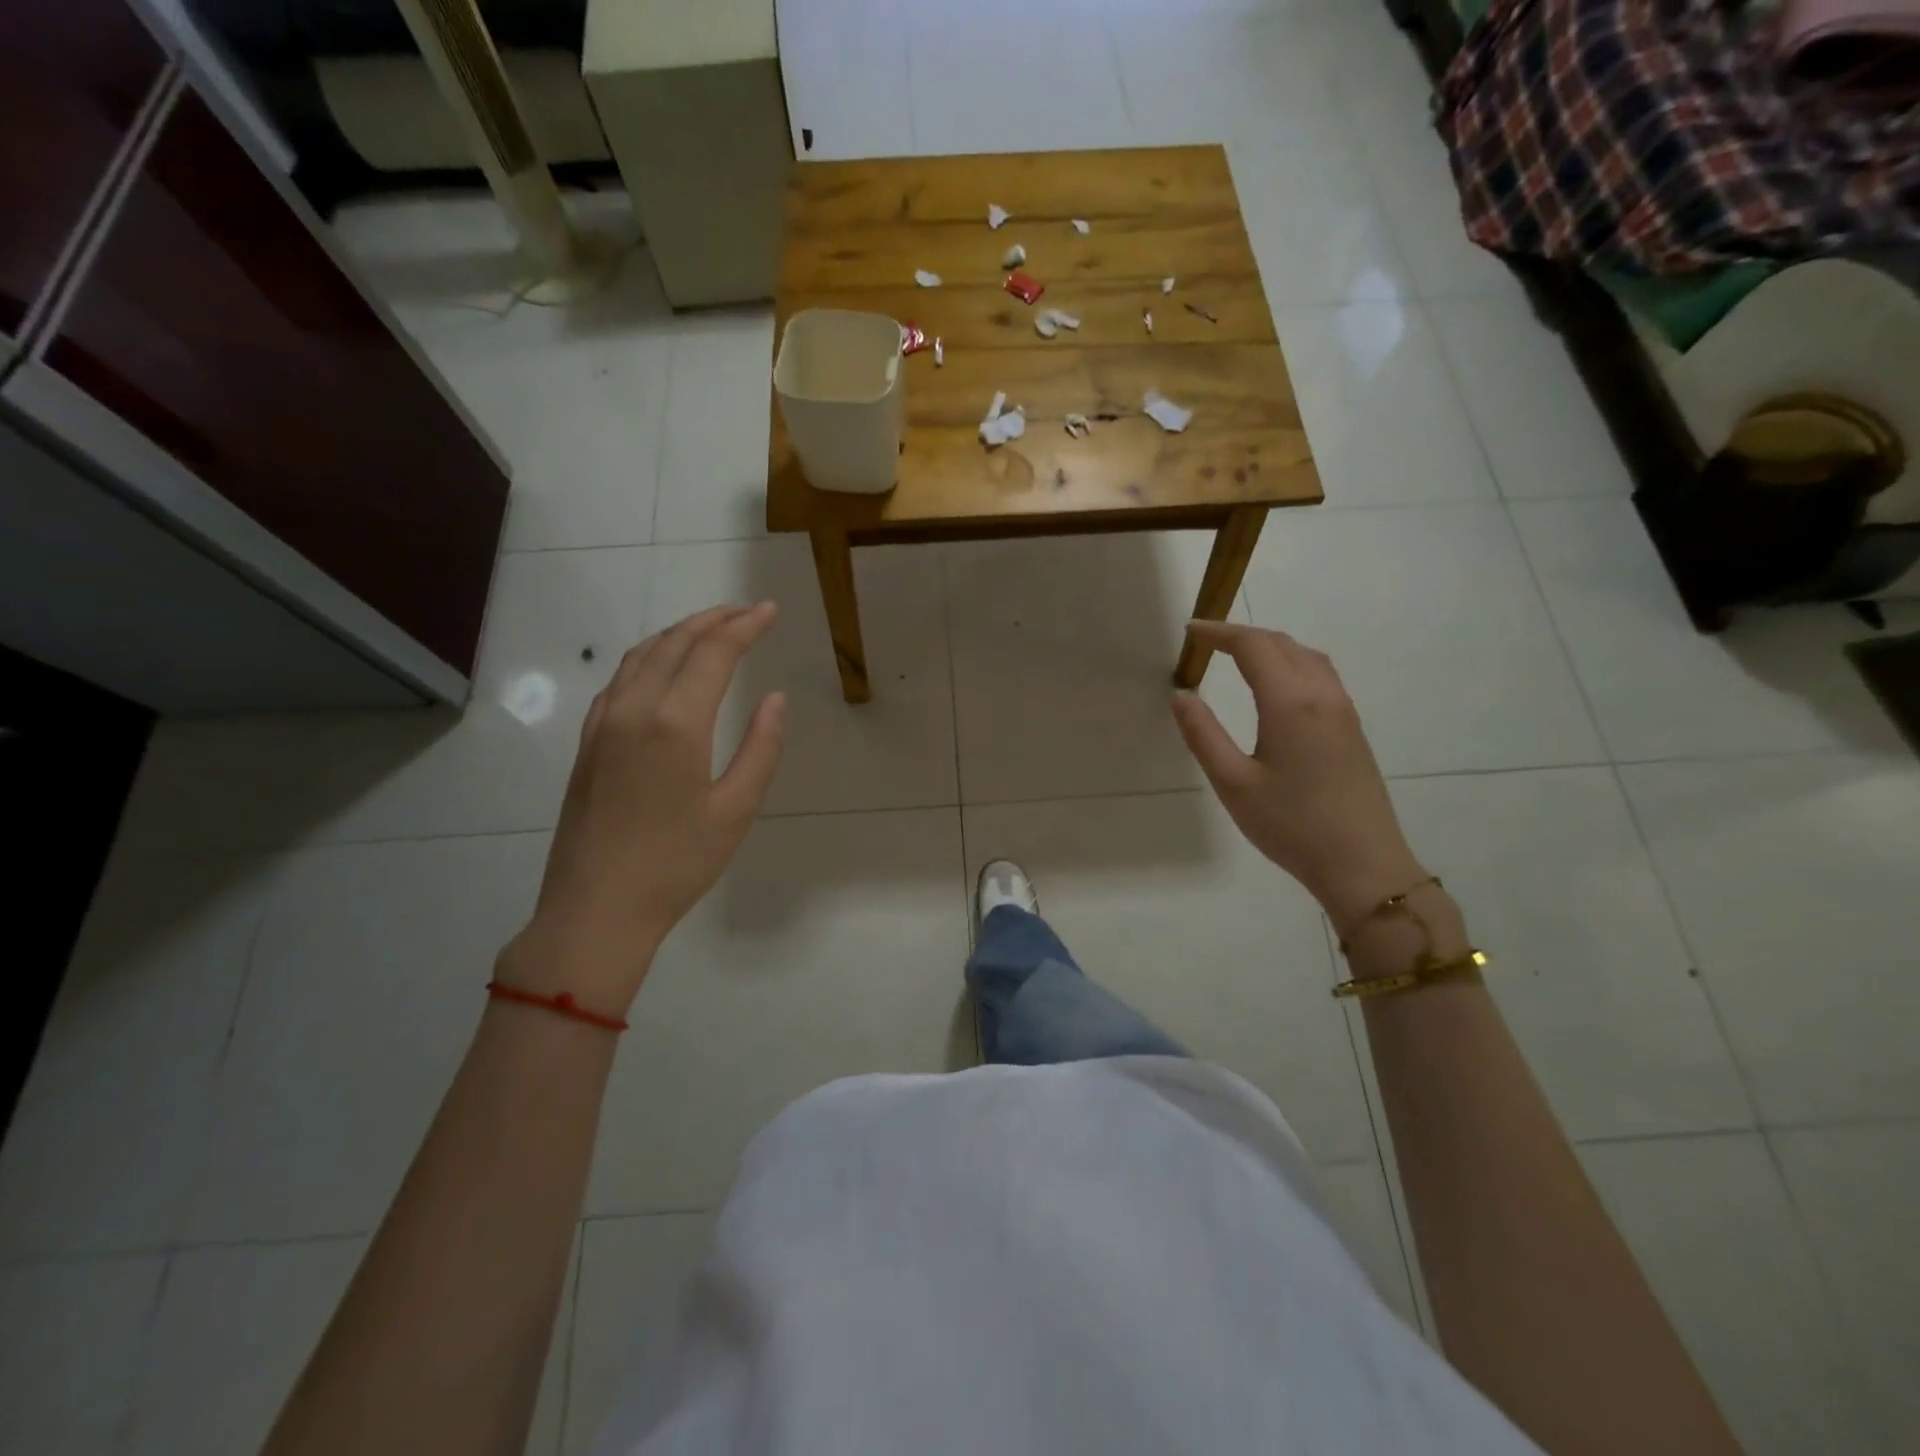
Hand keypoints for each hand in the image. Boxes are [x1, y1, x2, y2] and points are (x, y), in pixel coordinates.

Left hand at [503, 603, 785, 1009]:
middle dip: (713, 620)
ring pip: (641, 655)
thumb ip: (761, 748)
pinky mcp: (588, 742)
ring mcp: (603, 724)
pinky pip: (619, 679)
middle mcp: (634, 709)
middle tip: (745, 613)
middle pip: (675, 643)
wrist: (595, 909)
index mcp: (675, 723)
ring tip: (710, 629)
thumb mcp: (736, 810)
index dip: (744, 626)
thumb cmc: (677, 865)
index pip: (714, 653)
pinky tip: (662, 667)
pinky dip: (648, 657)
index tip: (769, 611)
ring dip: (678, 633)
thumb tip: (775, 699)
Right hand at [1171, 621, 1423, 935]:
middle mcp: (1322, 695)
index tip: (1190, 632)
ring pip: (1307, 656)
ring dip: (1271, 646)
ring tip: (1239, 657)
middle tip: (1207, 642)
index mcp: (1290, 703)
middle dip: (1243, 635)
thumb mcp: (1233, 783)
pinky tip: (1277, 686)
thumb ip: (1203, 735)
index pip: (1253, 646)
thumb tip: (1181, 695)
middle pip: (1282, 644)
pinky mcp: (1352, 729)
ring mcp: (1343, 711)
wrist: (1363, 864)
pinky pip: (1321, 675)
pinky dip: (1292, 663)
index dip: (1219, 633)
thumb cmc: (1291, 825)